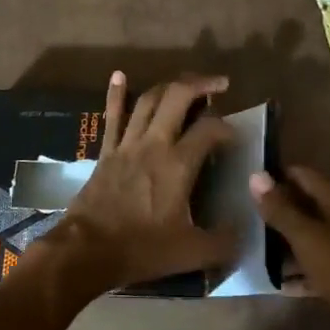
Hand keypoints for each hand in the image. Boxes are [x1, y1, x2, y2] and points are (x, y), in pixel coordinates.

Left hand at [22, 72, 236, 300]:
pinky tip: (119, 75)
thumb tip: (243, 233)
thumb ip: (223, 243)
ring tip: (186, 84)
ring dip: (169, 86)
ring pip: (149, 100)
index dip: (227, 127)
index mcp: (178, 165)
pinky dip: (117, 94)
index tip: (235, 136)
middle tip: (219, 85)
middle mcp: (154, 144)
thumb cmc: (141, 249)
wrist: (86, 250)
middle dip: (201, 84)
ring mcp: (127, 144)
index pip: (210, 130)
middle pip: (177, 97)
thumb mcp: (191, 253)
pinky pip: (113, 116)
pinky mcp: (107, 151)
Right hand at [249, 167, 329, 329]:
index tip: (248, 186)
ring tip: (256, 250)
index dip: (277, 177)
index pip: (302, 176)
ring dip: (286, 241)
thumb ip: (281, 210)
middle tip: (246, 219)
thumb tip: (256, 175)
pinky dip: (300, 268)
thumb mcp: (308, 239)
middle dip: (278, 210)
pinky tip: (279, 282)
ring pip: (311, 234)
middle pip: (306, 205)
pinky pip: (318, 262)